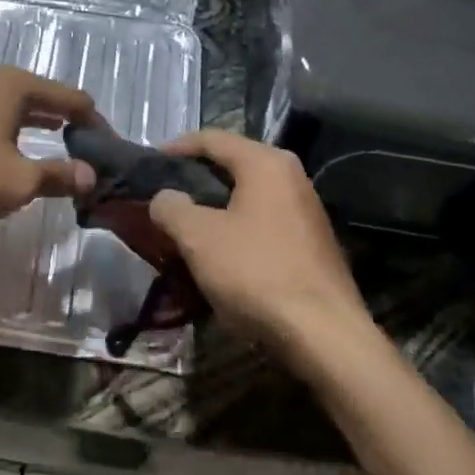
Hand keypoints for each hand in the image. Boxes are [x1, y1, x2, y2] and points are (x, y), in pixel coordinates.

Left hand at [0, 66, 96, 227]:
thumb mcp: (18, 182)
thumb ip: (58, 176)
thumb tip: (89, 177)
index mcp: (14, 85)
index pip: (70, 97)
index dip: (93, 121)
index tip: (107, 145)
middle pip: (41, 95)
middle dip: (65, 120)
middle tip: (85, 147)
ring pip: (13, 103)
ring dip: (36, 123)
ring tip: (57, 143)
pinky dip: (9, 126)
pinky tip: (10, 147)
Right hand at [146, 130, 369, 363]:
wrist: (324, 335)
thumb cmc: (256, 273)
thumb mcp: (198, 237)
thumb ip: (171, 208)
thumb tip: (164, 198)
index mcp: (265, 163)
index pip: (212, 139)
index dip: (176, 147)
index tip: (150, 163)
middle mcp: (291, 177)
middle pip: (232, 164)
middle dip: (195, 178)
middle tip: (164, 195)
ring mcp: (306, 210)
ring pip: (248, 196)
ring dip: (215, 206)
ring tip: (185, 225)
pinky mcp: (311, 243)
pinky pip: (263, 221)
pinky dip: (236, 228)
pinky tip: (219, 252)